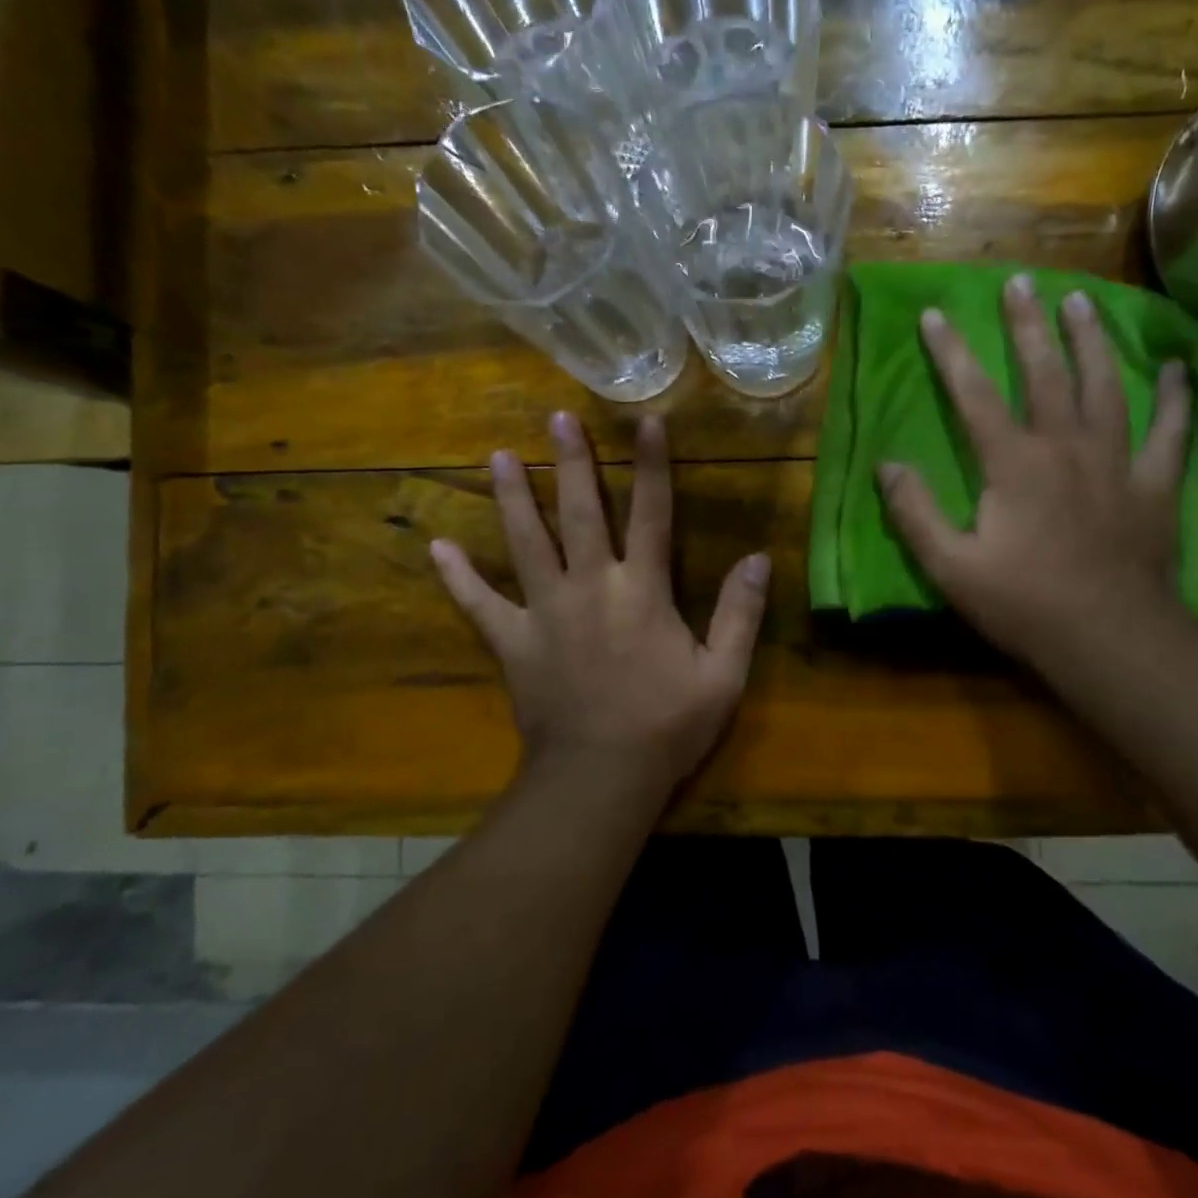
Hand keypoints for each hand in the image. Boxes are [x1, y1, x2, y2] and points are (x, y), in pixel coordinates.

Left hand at [431, 411, 770, 805]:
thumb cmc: (667, 726)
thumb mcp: (724, 674)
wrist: (601, 778)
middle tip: (557, 419)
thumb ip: (740, 613)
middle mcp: (591, 587)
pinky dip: (458, 578)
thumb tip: (759, 558)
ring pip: (526, 543)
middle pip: (581, 513)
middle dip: (573, 463)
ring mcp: (545, 612)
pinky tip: (437, 548)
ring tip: (499, 456)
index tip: (645, 421)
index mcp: (642, 591)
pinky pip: (480, 605)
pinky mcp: (513, 643)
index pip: (652, 514)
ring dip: (514, 498)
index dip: (651, 465)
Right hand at [877, 274, 1195, 684]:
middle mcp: (1066, 446)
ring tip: (1082, 301)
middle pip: (1045, 372)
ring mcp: (1116, 462)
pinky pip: (1169, 430)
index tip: (935, 314)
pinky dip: (1175, 396)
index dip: (951, 352)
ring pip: (1105, 385)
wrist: (1110, 641)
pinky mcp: (1154, 485)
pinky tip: (1176, 366)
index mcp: (1014, 463)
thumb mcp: (951, 567)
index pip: (973, 394)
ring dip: (1092, 340)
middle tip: (1020, 281)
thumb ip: (915, 513)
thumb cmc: (1024, 605)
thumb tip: (888, 465)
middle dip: (1028, 325)